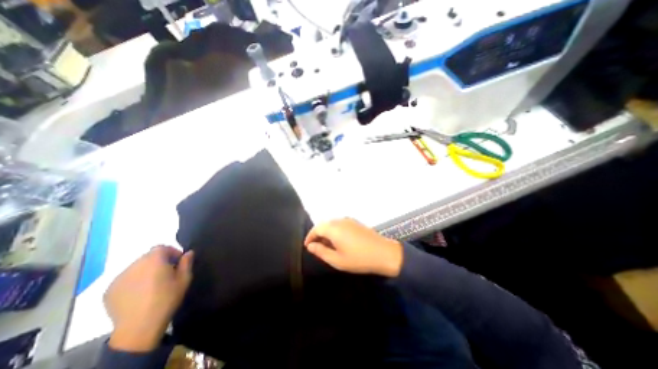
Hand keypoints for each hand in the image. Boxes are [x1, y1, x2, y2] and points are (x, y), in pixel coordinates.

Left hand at [104, 245, 193, 351]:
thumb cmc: (167, 298)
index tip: (178, 262)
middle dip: (159, 261)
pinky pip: (125, 279)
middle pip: (148, 256)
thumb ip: (187, 263)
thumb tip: (188, 252)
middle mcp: (135, 265)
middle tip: (167, 273)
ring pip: (136, 267)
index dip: (171, 252)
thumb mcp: (184, 279)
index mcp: (154, 260)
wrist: (139, 327)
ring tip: (153, 284)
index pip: (161, 247)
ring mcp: (119, 278)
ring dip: (146, 270)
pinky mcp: (109, 291)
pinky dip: (134, 281)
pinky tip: (140, 293)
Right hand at [305, 219, 403, 276]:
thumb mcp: (337, 260)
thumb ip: (321, 251)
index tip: (307, 246)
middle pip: (324, 224)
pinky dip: (335, 230)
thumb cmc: (359, 259)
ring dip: (327, 232)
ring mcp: (349, 220)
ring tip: (327, 246)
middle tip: (316, 247)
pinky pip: (340, 223)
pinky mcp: (355, 222)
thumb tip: (310, 246)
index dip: (310, 237)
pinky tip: (339, 241)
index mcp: (334, 228)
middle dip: (318, 234)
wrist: (383, 253)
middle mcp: (340, 220)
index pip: (316, 228)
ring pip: (332, 223)